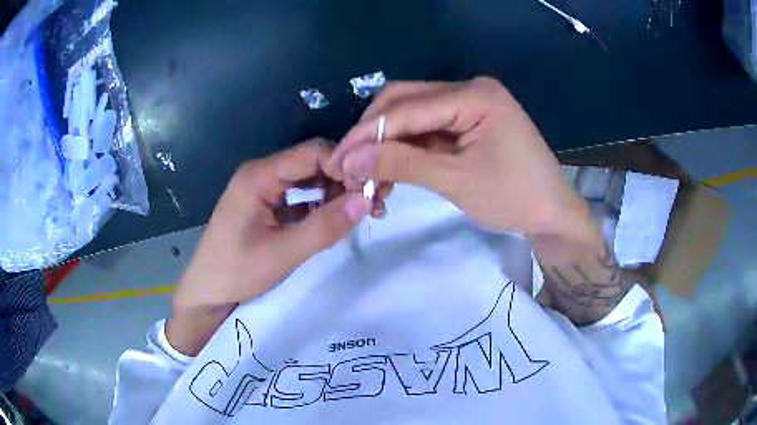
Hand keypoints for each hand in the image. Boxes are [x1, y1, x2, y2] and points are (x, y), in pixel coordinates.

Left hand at [167, 140, 370, 354]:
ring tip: (361, 211)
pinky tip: (336, 219)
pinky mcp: (265, 205)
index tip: (372, 189)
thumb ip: (324, 227)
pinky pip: (299, 197)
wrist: (207, 293)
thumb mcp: (283, 252)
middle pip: (311, 163)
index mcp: (259, 175)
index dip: (345, 166)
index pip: (313, 153)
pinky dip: (319, 205)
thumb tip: (366, 201)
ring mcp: (262, 189)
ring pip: (307, 180)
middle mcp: (261, 173)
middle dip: (343, 179)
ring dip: (334, 193)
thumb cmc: (237, 272)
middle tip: (373, 202)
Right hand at [328, 77, 590, 237]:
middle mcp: (469, 89)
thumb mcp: (456, 180)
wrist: (552, 213)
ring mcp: (468, 104)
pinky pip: (427, 129)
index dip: (367, 135)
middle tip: (349, 166)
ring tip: (366, 175)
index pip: (406, 108)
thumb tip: (350, 158)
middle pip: (404, 101)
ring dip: (386, 144)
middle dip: (372, 134)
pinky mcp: (467, 122)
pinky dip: (406, 150)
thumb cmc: (514, 197)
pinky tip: (390, 172)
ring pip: (411, 116)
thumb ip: (402, 163)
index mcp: (474, 95)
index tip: (337, 161)